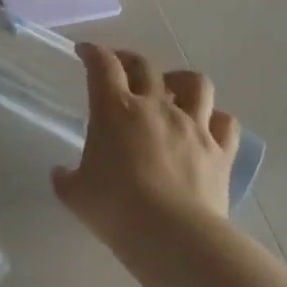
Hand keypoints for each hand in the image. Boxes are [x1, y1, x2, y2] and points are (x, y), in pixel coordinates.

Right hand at [51, 44, 240, 251]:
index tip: (85, 51)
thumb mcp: (75, 193)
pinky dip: (215, 118)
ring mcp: (193, 126)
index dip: (93, 53)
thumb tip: (61, 173)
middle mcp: (155, 107)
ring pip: (195, 83)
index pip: (102, 66)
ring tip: (171, 89)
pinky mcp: (220, 151)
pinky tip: (205, 126)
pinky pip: (225, 122)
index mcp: (114, 110)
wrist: (172, 234)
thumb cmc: (115, 208)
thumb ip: (66, 178)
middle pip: (144, 66)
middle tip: (120, 67)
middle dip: (128, 60)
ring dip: (180, 80)